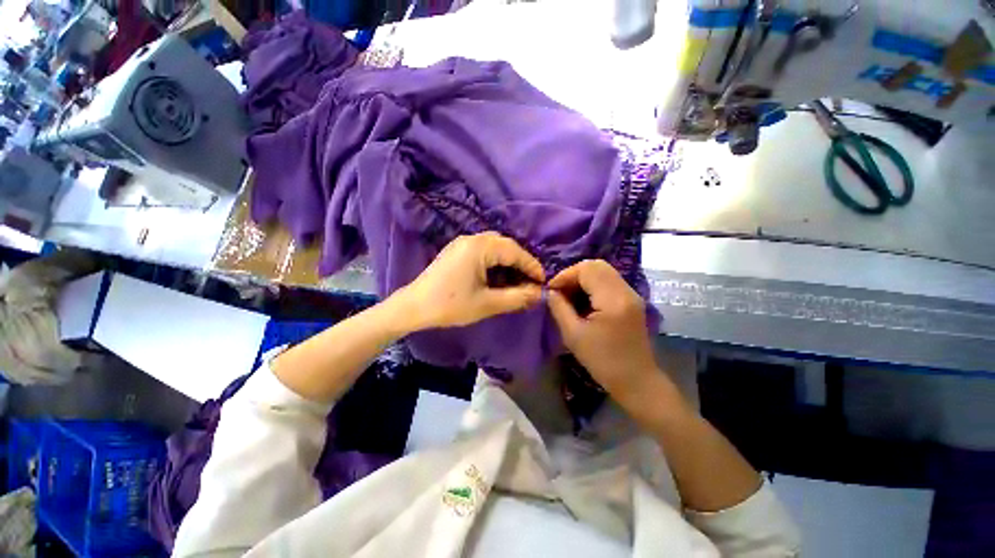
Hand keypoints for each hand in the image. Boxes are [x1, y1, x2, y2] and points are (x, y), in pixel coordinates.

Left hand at [393, 232, 544, 331]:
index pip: (515, 252)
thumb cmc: (450, 305)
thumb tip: (539, 294)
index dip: (532, 266)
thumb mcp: (487, 304)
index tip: (543, 282)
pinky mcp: (456, 251)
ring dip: (509, 261)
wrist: (413, 307)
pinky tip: (498, 276)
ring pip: (495, 247)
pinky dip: (496, 261)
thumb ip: (517, 297)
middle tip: (531, 281)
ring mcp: (462, 243)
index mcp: (480, 247)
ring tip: (518, 280)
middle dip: (521, 262)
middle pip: (506, 245)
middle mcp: (472, 238)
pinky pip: (483, 250)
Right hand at [547, 260, 659, 402]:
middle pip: (597, 265)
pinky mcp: (632, 301)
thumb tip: (550, 291)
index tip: (551, 290)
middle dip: (574, 274)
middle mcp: (626, 291)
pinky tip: (583, 301)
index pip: (587, 269)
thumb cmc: (603, 361)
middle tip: (560, 291)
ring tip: (569, 296)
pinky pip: (609, 281)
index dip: (565, 275)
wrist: (637, 381)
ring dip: (583, 279)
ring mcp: (632, 295)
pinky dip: (593, 285)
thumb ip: (559, 308)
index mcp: (613, 300)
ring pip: (603, 271)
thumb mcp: (573, 335)